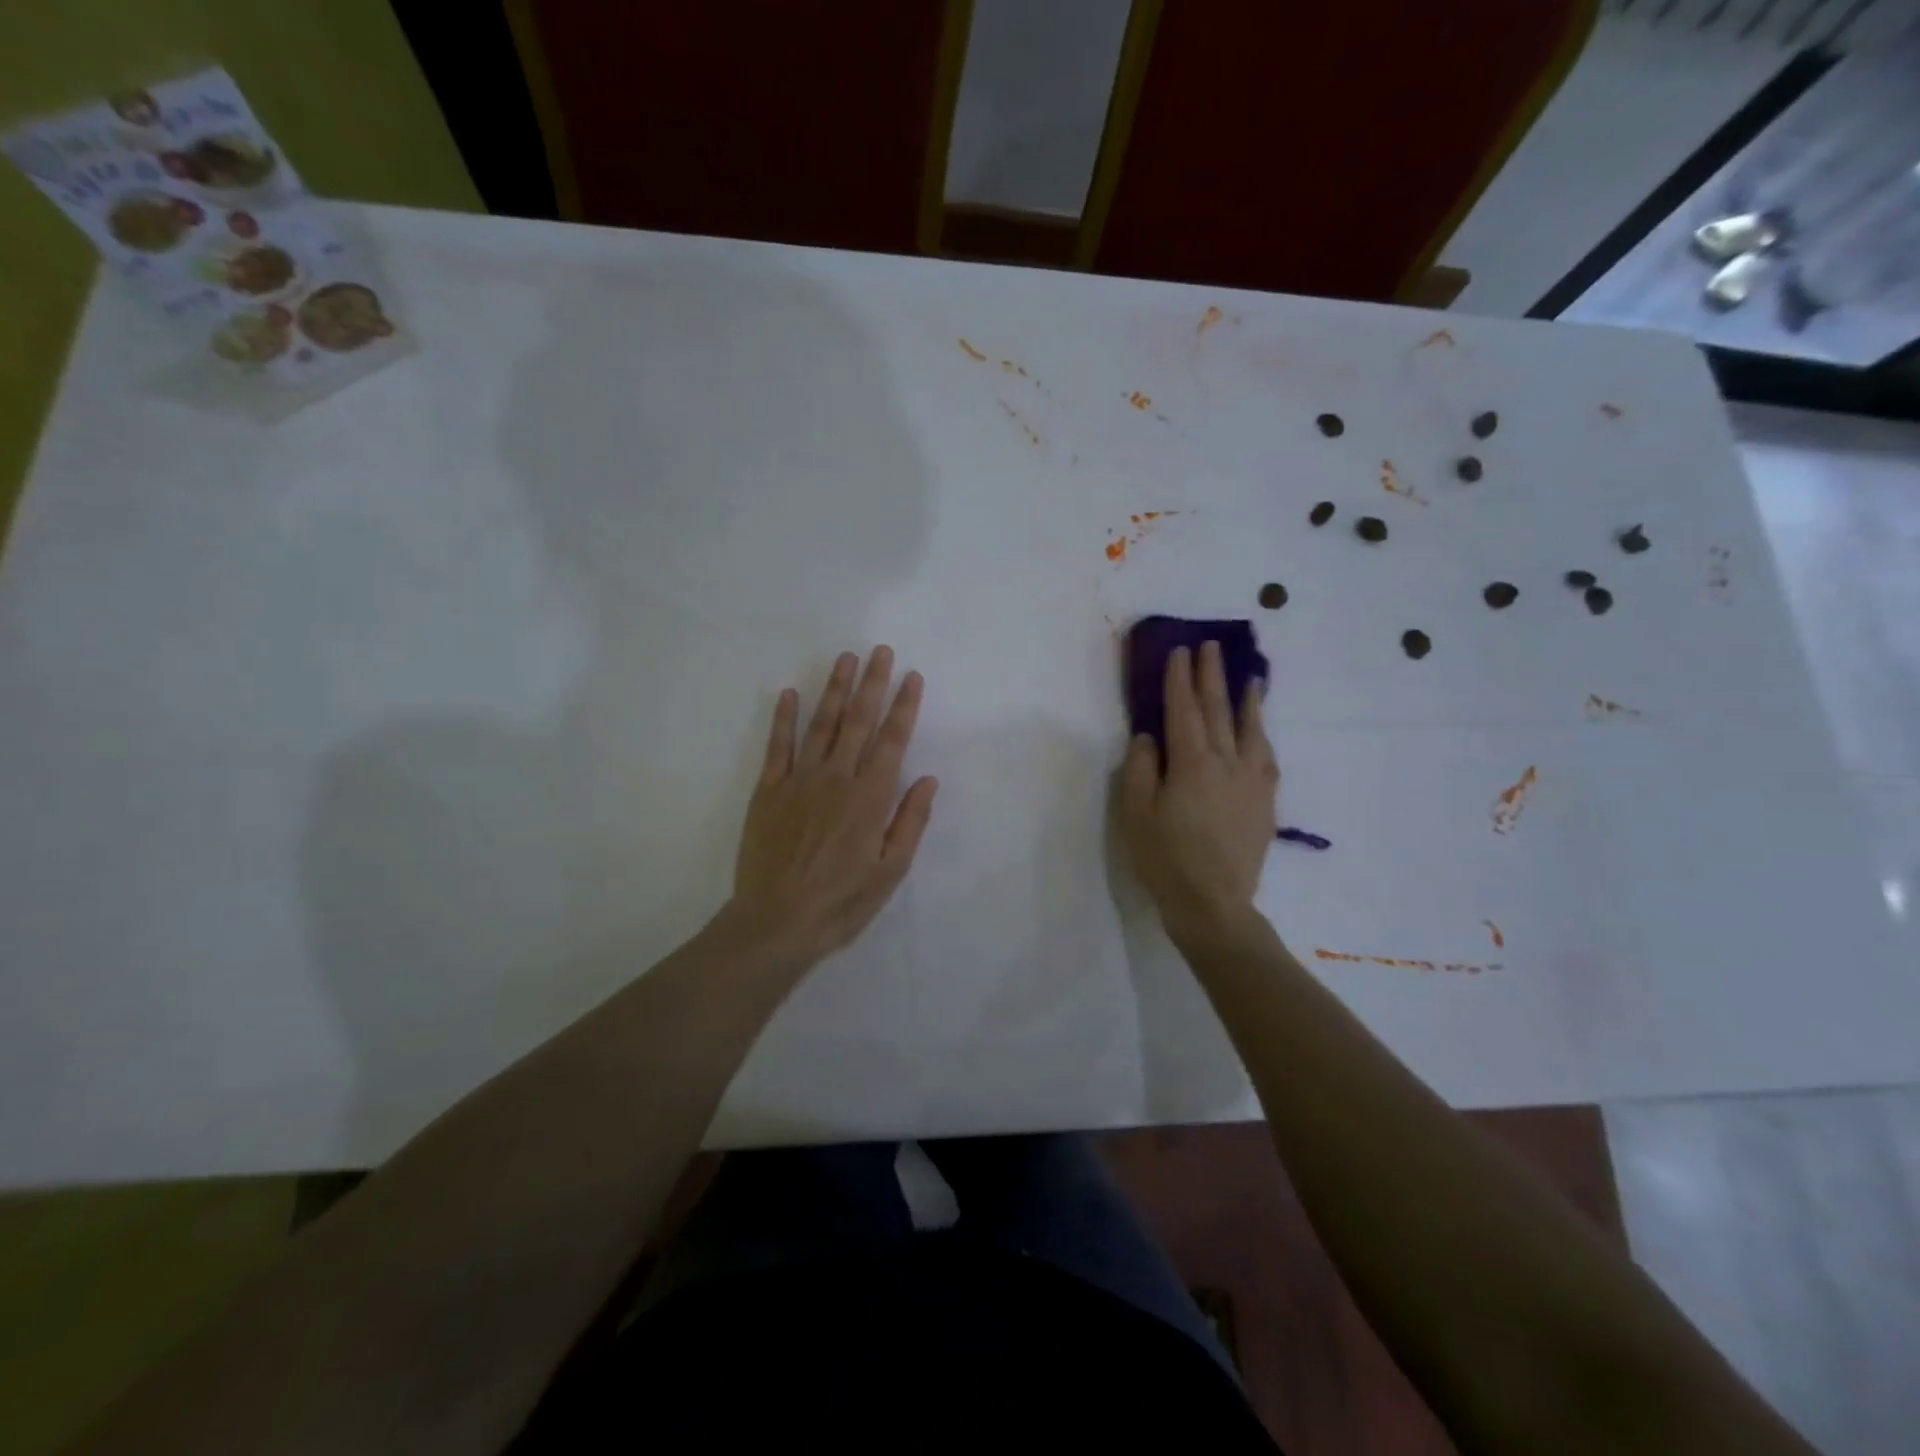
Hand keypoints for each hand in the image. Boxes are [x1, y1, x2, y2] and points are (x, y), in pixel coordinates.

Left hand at [729, 646, 938, 965]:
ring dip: (835, 690)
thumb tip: (928, 780)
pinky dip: (783, 718)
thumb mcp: (890, 871)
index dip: (904, 706)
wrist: (777, 922)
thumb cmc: (842, 901)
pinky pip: (777, 746)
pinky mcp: (768, 791)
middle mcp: (837, 778)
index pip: (892, 741)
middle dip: (872, 684)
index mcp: (870, 797)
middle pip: (858, 722)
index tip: (912, 677)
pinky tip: (789, 693)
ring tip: (845, 659)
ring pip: (821, 724)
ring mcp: (799, 780)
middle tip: (880, 651)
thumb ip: (910, 822)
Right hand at [1120, 641, 1276, 938]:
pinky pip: (1266, 756)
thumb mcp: (1136, 814)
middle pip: (1218, 710)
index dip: (1179, 679)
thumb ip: (1141, 769)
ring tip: (1249, 676)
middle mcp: (1226, 762)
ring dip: (1247, 699)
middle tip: (1211, 647)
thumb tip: (1149, 737)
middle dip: (1212, 676)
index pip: (1183, 710)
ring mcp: (1251, 781)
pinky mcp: (1265, 801)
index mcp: (1191, 763)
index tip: (1180, 652)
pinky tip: (1260, 729)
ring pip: (1250, 729)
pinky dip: (1261, 734)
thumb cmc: (1165, 858)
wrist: (1214, 903)